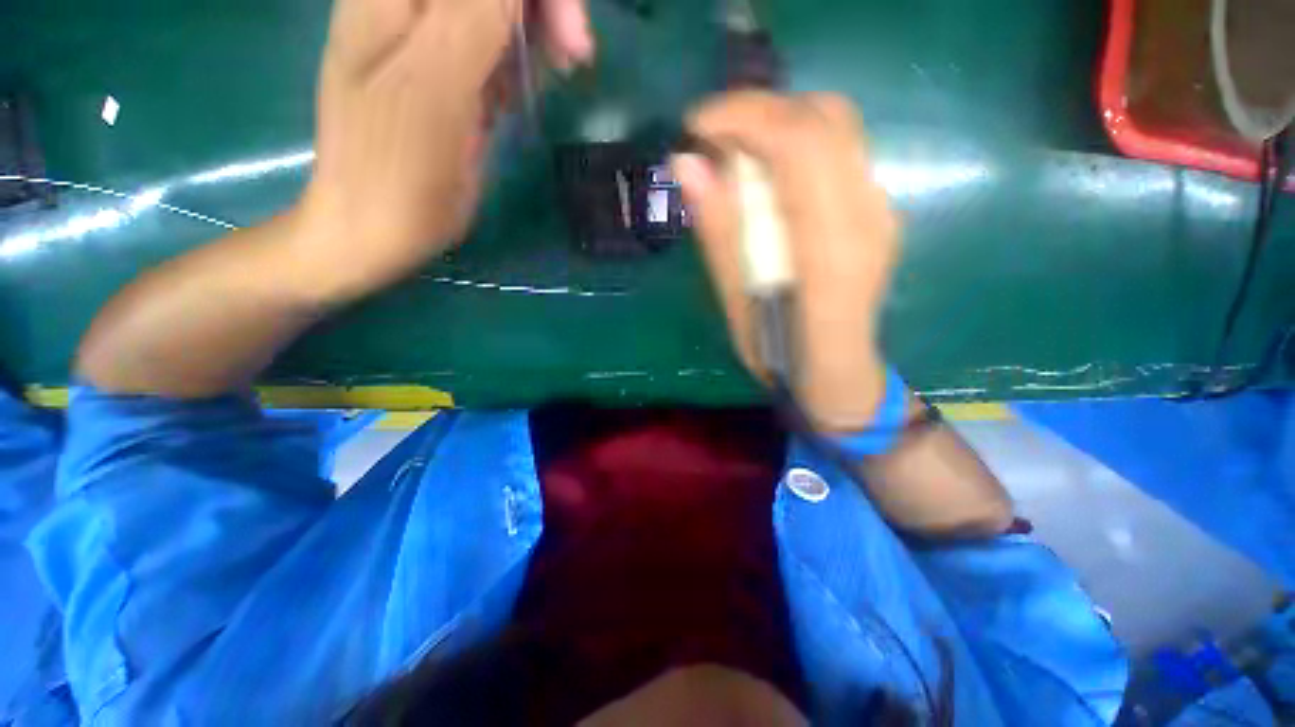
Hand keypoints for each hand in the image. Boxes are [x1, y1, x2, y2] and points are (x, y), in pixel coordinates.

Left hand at [295, 0, 593, 301]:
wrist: (377, 226)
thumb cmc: (397, 167)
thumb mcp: (435, 86)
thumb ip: (473, 13)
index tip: (570, 31)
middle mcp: (413, 4)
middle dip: (543, 5)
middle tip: (576, 52)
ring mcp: (433, 40)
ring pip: (502, 11)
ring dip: (539, 32)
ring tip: (560, 69)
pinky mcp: (453, 76)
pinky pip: (498, 48)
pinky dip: (524, 61)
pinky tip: (527, 88)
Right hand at [672, 92, 898, 430]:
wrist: (837, 372)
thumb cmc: (780, 354)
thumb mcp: (737, 307)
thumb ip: (719, 235)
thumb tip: (687, 165)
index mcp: (829, 252)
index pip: (800, 145)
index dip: (744, 117)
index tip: (695, 125)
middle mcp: (867, 217)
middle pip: (824, 119)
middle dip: (758, 109)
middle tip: (710, 135)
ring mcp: (880, 210)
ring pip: (835, 126)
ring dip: (776, 122)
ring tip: (732, 150)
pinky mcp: (877, 210)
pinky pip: (838, 151)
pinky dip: (794, 143)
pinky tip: (764, 171)